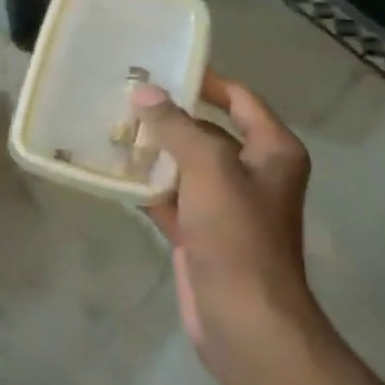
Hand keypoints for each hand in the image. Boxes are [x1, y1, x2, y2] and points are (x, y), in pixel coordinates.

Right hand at [133, 72, 320, 369]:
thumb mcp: (208, 168)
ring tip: (112, 125)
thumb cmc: (237, 234)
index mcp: (272, 151)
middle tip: (126, 95)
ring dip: (155, 149)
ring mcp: (225, 204)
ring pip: (185, 164)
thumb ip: (176, 125)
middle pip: (208, 130)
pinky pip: (171, 196)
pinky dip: (148, 185)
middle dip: (170, 115)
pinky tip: (114, 170)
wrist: (243, 318)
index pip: (240, 99)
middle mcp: (253, 172)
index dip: (206, 80)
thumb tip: (144, 93)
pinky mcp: (201, 232)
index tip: (165, 66)